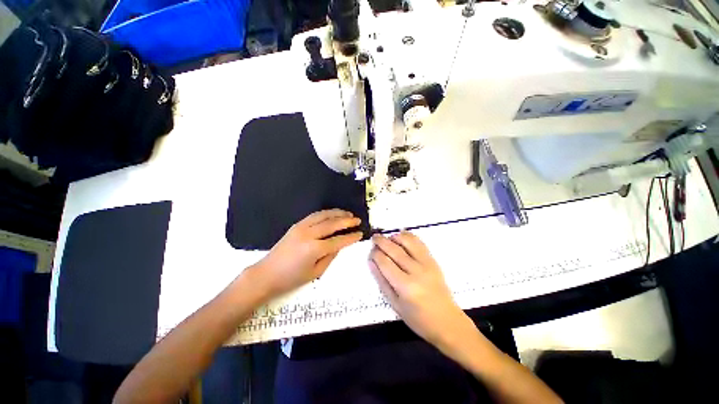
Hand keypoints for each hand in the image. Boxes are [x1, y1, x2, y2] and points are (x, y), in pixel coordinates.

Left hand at [253, 209, 362, 296]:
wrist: (266, 274)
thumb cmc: (291, 279)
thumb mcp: (315, 272)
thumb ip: (330, 257)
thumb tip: (339, 245)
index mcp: (314, 249)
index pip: (338, 240)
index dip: (351, 237)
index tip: (360, 233)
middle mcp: (309, 234)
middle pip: (332, 223)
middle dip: (347, 220)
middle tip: (357, 220)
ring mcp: (301, 227)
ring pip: (323, 215)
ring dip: (337, 213)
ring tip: (348, 213)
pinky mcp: (296, 225)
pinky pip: (314, 215)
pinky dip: (326, 213)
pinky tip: (332, 214)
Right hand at [369, 232, 472, 348]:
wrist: (447, 321)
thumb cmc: (418, 319)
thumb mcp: (395, 304)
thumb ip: (382, 281)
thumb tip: (371, 262)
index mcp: (405, 286)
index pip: (385, 263)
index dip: (375, 254)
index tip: (371, 251)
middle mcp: (416, 271)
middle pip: (395, 250)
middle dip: (382, 242)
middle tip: (374, 238)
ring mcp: (427, 264)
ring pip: (408, 242)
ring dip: (395, 236)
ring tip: (388, 237)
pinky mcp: (433, 260)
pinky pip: (420, 243)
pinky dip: (409, 236)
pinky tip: (402, 236)